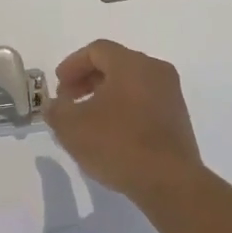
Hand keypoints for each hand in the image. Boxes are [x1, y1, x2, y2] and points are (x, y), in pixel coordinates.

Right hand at [42, 40, 202, 206]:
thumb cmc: (119, 144)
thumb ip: (57, 111)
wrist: (170, 182)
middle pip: (115, 64)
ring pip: (131, 84)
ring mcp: (170, 94)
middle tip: (68, 101)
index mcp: (132, 63)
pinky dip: (124, 109)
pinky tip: (111, 134)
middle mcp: (155, 70)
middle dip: (87, 80)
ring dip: (105, 96)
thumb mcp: (73, 128)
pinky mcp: (178, 118)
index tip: (58, 86)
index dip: (72, 65)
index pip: (97, 50)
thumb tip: (54, 105)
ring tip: (87, 121)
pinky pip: (145, 102)